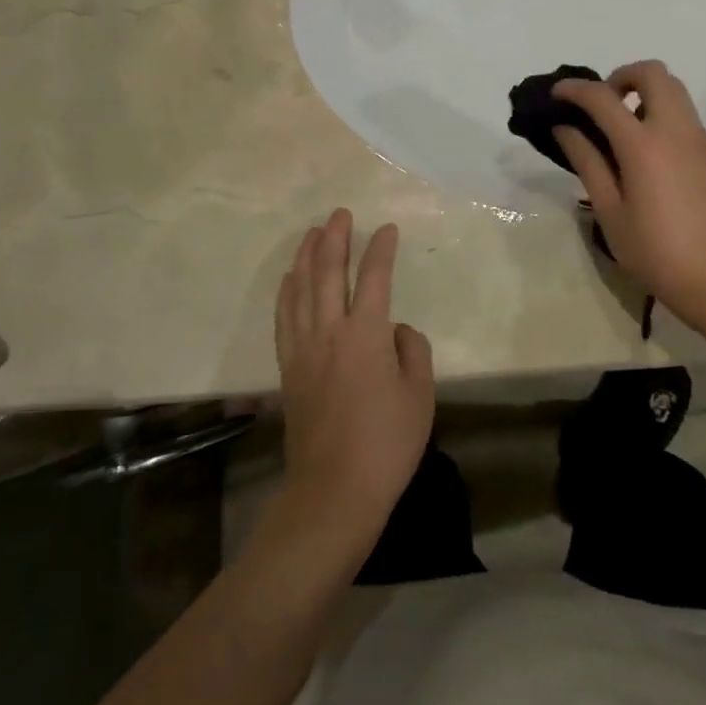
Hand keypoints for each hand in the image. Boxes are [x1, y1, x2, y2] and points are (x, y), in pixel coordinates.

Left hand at [274, 209, 434, 542]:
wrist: (334, 490)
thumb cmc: (386, 444)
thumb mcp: (420, 396)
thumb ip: (413, 352)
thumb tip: (397, 331)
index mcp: (367, 335)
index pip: (375, 278)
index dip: (382, 250)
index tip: (388, 230)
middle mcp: (330, 331)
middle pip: (329, 272)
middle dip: (336, 238)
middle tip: (341, 214)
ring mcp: (304, 348)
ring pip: (301, 289)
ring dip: (307, 256)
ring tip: (313, 233)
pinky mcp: (288, 368)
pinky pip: (284, 317)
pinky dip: (287, 291)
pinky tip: (290, 278)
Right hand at [553, 61, 705, 322]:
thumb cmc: (653, 250)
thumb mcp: (609, 210)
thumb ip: (587, 161)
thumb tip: (565, 128)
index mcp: (643, 147)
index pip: (602, 98)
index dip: (575, 89)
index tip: (557, 94)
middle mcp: (676, 131)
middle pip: (653, 73)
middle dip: (621, 76)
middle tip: (603, 105)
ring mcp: (701, 140)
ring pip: (676, 90)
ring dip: (646, 93)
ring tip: (625, 129)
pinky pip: (687, 118)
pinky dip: (663, 117)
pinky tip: (651, 157)